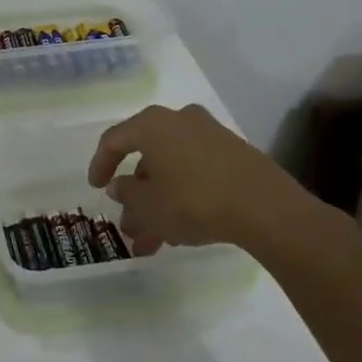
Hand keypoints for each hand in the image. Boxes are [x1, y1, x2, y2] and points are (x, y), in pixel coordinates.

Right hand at [86, 103, 336, 257]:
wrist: (265, 207)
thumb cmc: (194, 200)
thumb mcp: (148, 205)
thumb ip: (126, 194)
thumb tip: (120, 186)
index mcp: (153, 124)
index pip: (114, 139)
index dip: (100, 165)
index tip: (96, 188)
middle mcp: (180, 120)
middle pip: (147, 158)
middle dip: (136, 196)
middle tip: (130, 226)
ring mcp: (211, 136)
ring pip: (172, 170)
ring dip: (159, 202)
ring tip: (154, 241)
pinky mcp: (234, 154)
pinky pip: (196, 173)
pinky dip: (183, 196)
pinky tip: (181, 229)